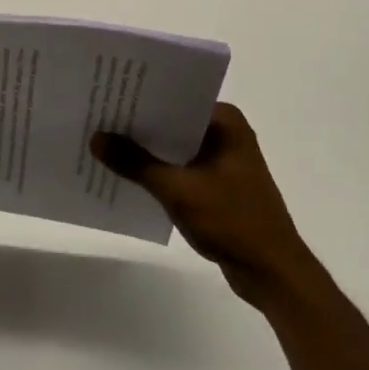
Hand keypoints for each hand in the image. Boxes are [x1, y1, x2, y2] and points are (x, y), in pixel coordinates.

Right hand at [92, 102, 308, 304]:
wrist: (273, 274)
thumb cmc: (232, 221)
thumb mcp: (178, 189)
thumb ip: (135, 162)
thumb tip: (95, 138)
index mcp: (225, 121)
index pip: (174, 97)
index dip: (140, 97)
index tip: (107, 95)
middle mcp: (226, 132)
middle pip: (172, 121)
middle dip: (139, 124)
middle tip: (98, 117)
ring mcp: (223, 160)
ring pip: (175, 146)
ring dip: (147, 150)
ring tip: (105, 143)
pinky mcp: (219, 184)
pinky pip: (181, 167)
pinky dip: (159, 171)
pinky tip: (129, 175)